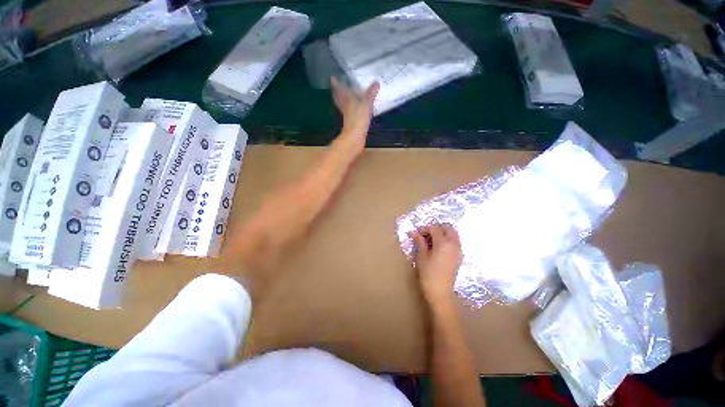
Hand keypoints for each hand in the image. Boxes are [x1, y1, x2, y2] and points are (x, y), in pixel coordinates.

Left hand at [331, 77, 379, 154]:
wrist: (354, 138)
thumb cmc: (357, 120)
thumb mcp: (365, 104)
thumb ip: (370, 93)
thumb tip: (376, 82)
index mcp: (346, 100)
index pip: (339, 90)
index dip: (336, 84)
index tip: (332, 78)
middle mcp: (345, 106)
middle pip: (339, 97)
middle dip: (338, 91)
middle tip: (337, 85)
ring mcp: (347, 113)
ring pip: (344, 103)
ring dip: (344, 98)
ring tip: (347, 94)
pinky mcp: (351, 120)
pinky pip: (350, 110)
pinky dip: (352, 106)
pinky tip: (356, 107)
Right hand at [409, 223, 462, 306]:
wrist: (441, 291)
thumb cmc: (428, 275)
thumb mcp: (422, 258)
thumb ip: (419, 243)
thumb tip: (413, 232)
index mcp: (443, 242)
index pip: (434, 228)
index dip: (425, 229)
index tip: (417, 234)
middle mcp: (453, 243)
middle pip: (447, 227)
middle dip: (437, 228)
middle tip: (426, 236)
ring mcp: (458, 249)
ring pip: (453, 234)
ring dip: (444, 233)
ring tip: (432, 242)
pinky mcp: (459, 256)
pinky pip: (455, 242)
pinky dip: (448, 240)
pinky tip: (439, 249)